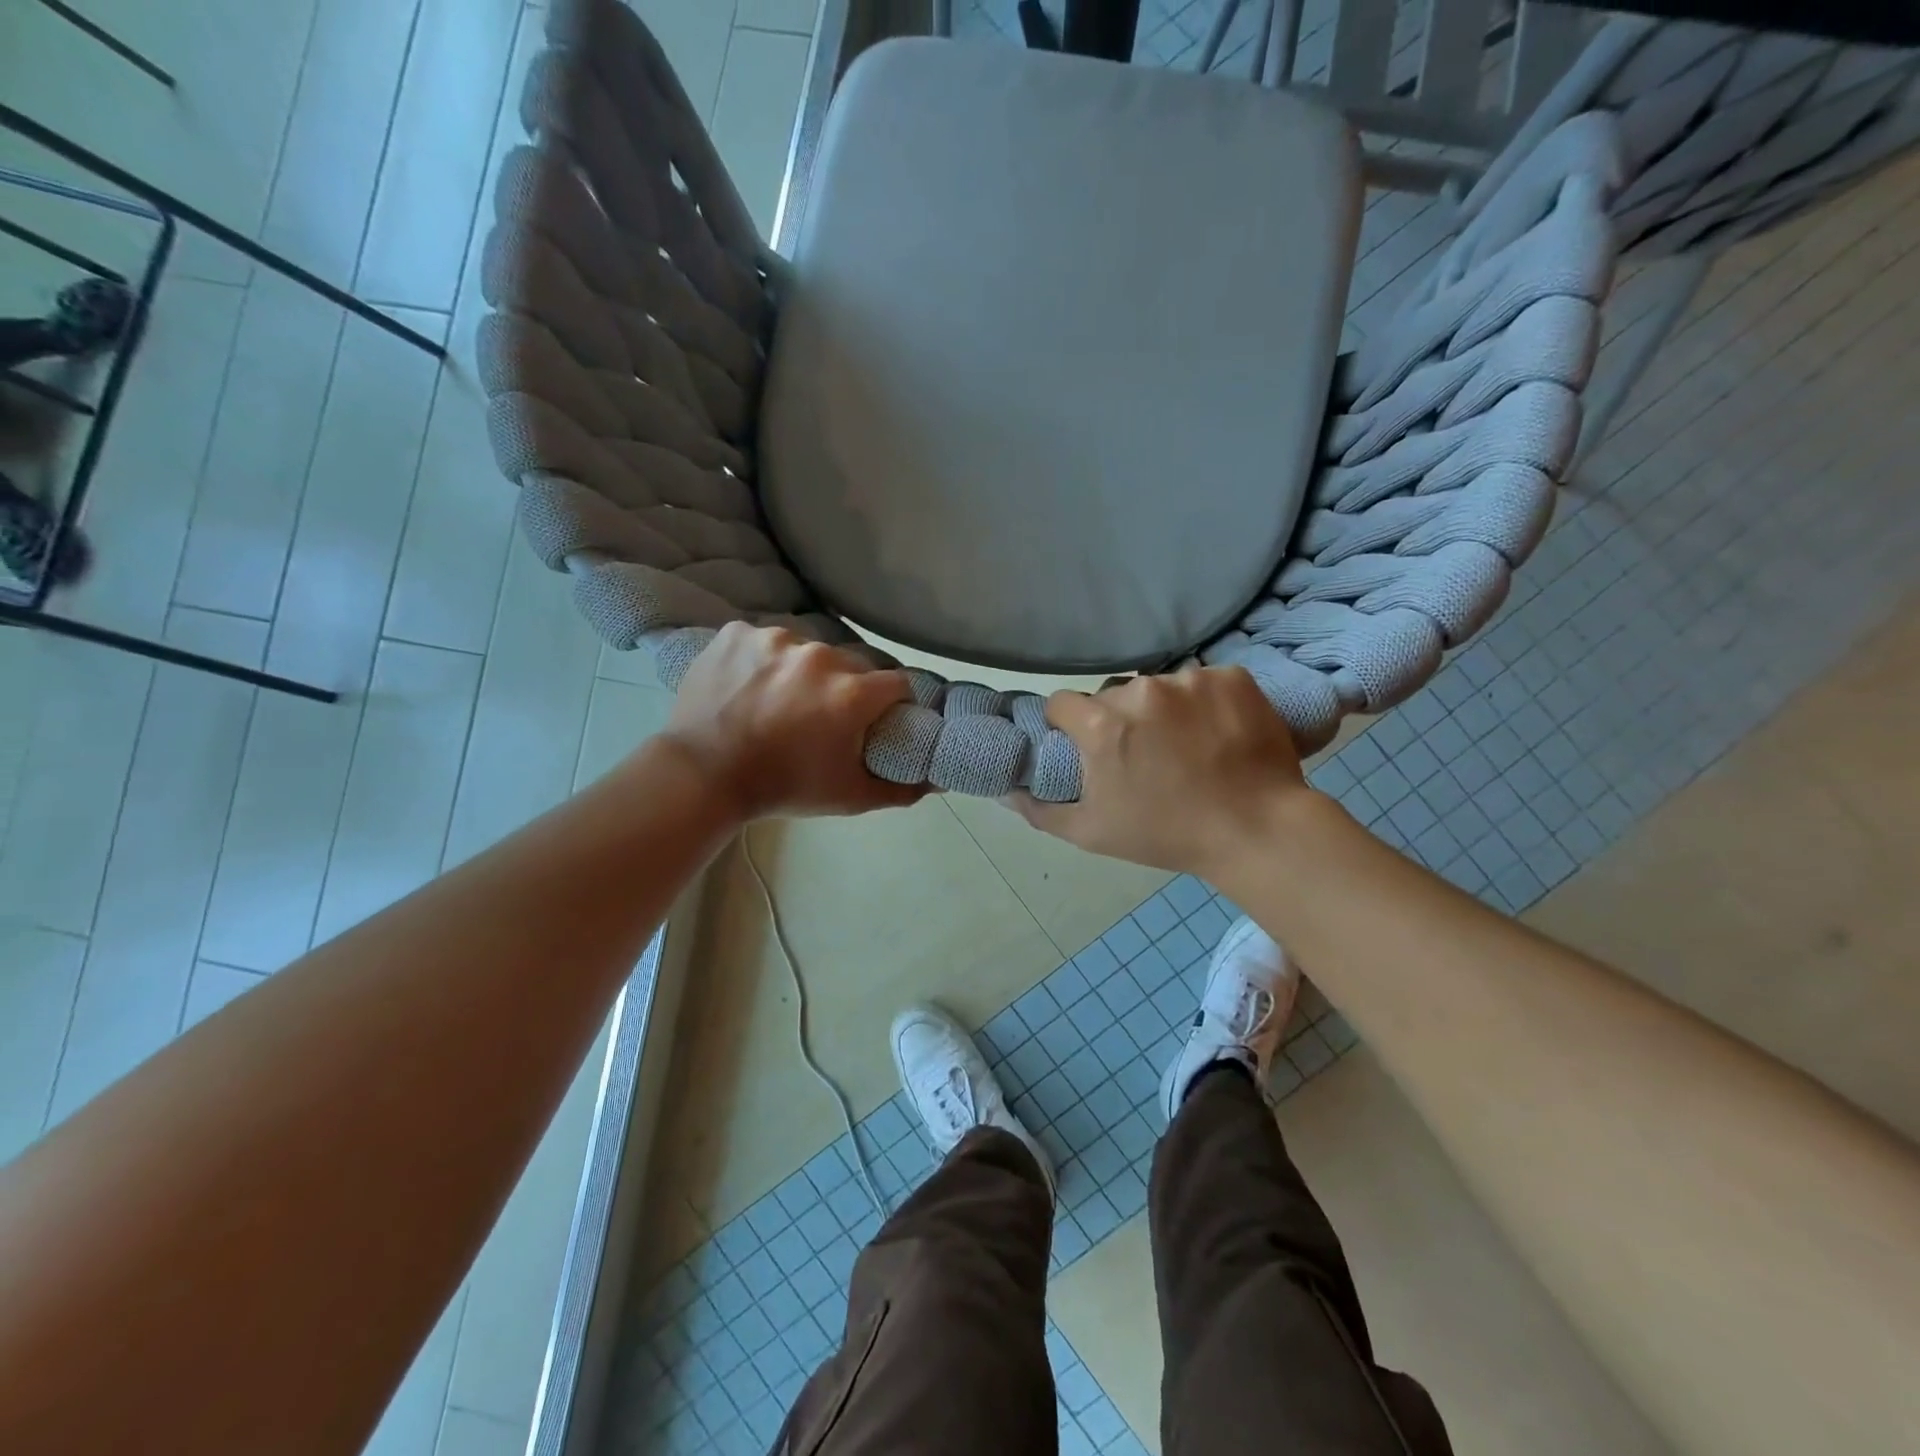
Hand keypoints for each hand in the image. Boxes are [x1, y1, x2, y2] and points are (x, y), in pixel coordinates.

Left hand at [662, 623, 923, 820]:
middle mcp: (820, 655)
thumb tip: (940, 780)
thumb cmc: (783, 788)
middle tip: (821, 717)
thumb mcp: (849, 797)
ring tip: (779, 702)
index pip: (897, 683)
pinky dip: (763, 660)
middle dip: (845, 688)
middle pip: (851, 664)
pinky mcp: (738, 632)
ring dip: (802, 672)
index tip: (876, 718)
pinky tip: (750, 686)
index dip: (891, 702)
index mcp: (851, 692)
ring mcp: (775, 639)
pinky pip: (764, 641)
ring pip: (807, 649)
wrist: (702, 775)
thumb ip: (902, 789)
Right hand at [1005, 667, 1325, 877]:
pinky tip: (1218, 733)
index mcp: (1103, 724)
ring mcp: (1191, 679)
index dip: (1068, 726)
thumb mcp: (1092, 833)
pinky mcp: (1233, 678)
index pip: (1063, 703)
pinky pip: (1204, 682)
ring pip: (1159, 688)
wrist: (1257, 831)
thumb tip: (1006, 792)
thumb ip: (1041, 810)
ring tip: (1187, 746)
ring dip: (1163, 710)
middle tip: (1143, 756)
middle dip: (1118, 720)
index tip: (1086, 748)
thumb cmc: (1167, 835)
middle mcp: (1142, 691)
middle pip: (1113, 696)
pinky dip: (1205, 703)